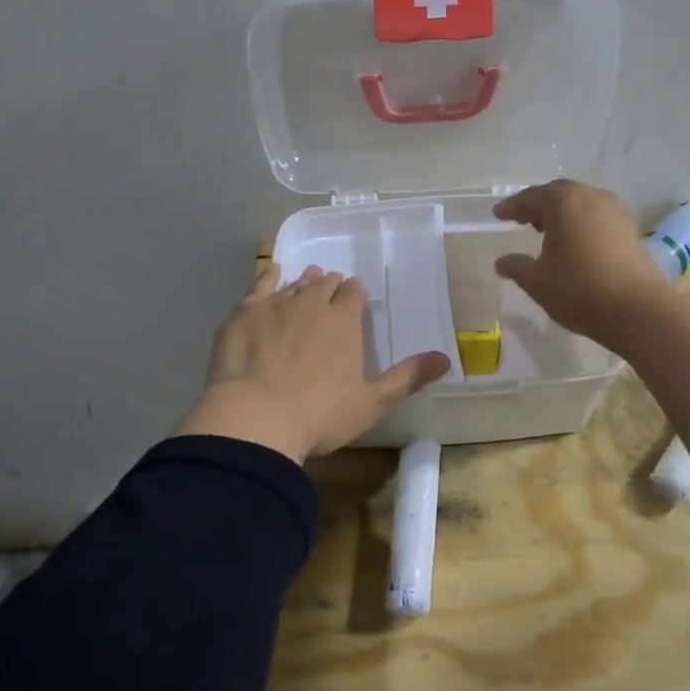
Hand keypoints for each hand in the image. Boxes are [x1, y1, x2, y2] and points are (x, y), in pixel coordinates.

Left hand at [172, 263, 451, 463]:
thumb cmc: (319, 415)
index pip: (353, 294)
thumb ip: (407, 378)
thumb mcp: (371, 403)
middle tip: (330, 289)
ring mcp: (275, 306)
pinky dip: (268, 277)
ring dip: (304, 281)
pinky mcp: (243, 314)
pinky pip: (259, 286)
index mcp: (344, 322)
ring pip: (294, 284)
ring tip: (308, 279)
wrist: (255, 418)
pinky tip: (272, 273)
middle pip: (324, 284)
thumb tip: (446, 359)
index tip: (355, 295)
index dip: (355, 293)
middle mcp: (311, 304)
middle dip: (330, 285)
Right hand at [492, 180, 671, 347]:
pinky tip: (575, 241)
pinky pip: (597, 215)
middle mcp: (590, 197)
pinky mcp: (630, 228)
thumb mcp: (538, 282)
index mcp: (564, 202)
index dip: (512, 206)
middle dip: (538, 205)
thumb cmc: (579, 290)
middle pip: (559, 193)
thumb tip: (501, 263)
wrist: (637, 310)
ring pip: (581, 202)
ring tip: (547, 231)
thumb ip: (516, 267)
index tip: (498, 214)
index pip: (531, 197)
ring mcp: (615, 211)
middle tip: (522, 219)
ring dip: (562, 212)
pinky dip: (581, 221)